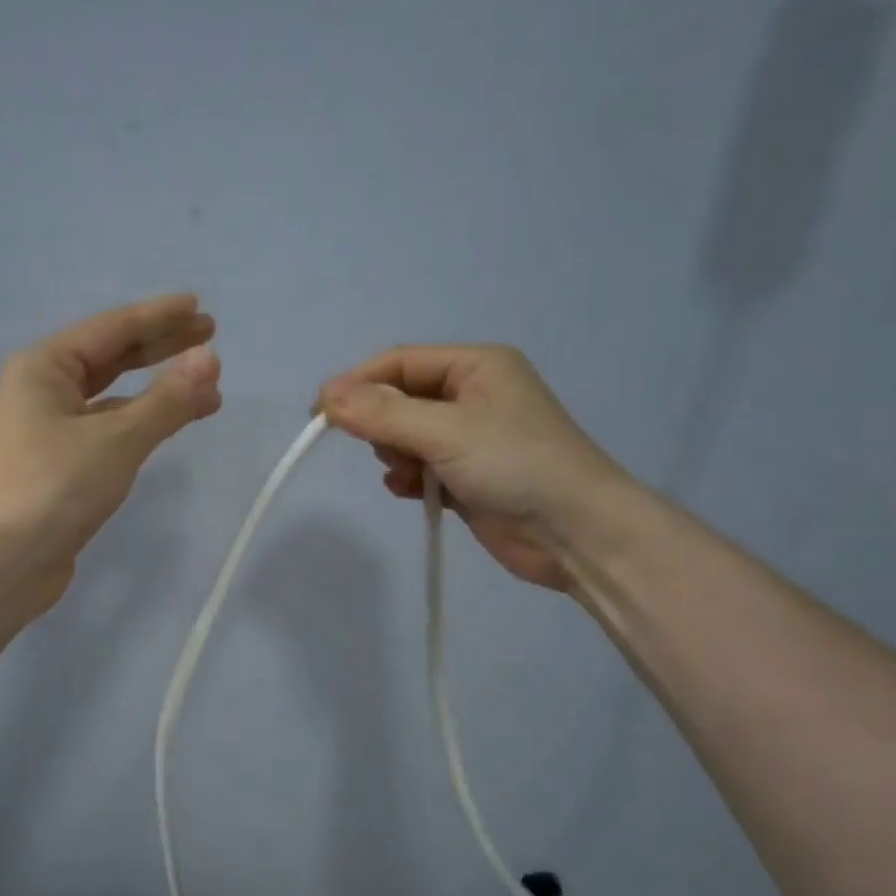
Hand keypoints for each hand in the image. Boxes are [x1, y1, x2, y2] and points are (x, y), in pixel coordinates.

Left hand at [0, 294, 220, 606]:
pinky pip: (110, 430)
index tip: (198, 307)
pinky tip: (170, 425)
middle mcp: (42, 391)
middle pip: (111, 358)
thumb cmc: (54, 487)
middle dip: (161, 347)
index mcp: (44, 368)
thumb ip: (167, 400)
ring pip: (113, 398)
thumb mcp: (117, 439)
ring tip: (208, 388)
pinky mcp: (61, 466)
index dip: (158, 317)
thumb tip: (210, 359)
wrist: (3, 563)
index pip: (112, 329)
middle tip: (209, 334)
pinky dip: (142, 424)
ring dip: (158, 391)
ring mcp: (50, 430)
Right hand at [318, 345, 627, 591]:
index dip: (356, 383)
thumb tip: (325, 397)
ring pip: (405, 435)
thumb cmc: (515, 465)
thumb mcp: (445, 431)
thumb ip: (382, 413)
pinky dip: (408, 478)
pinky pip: (419, 466)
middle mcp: (472, 395)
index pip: (398, 362)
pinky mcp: (467, 476)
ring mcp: (470, 438)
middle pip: (399, 398)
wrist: (576, 533)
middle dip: (382, 425)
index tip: (319, 415)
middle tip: (387, 451)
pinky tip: (412, 492)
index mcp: (476, 366)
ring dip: (395, 455)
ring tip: (411, 475)